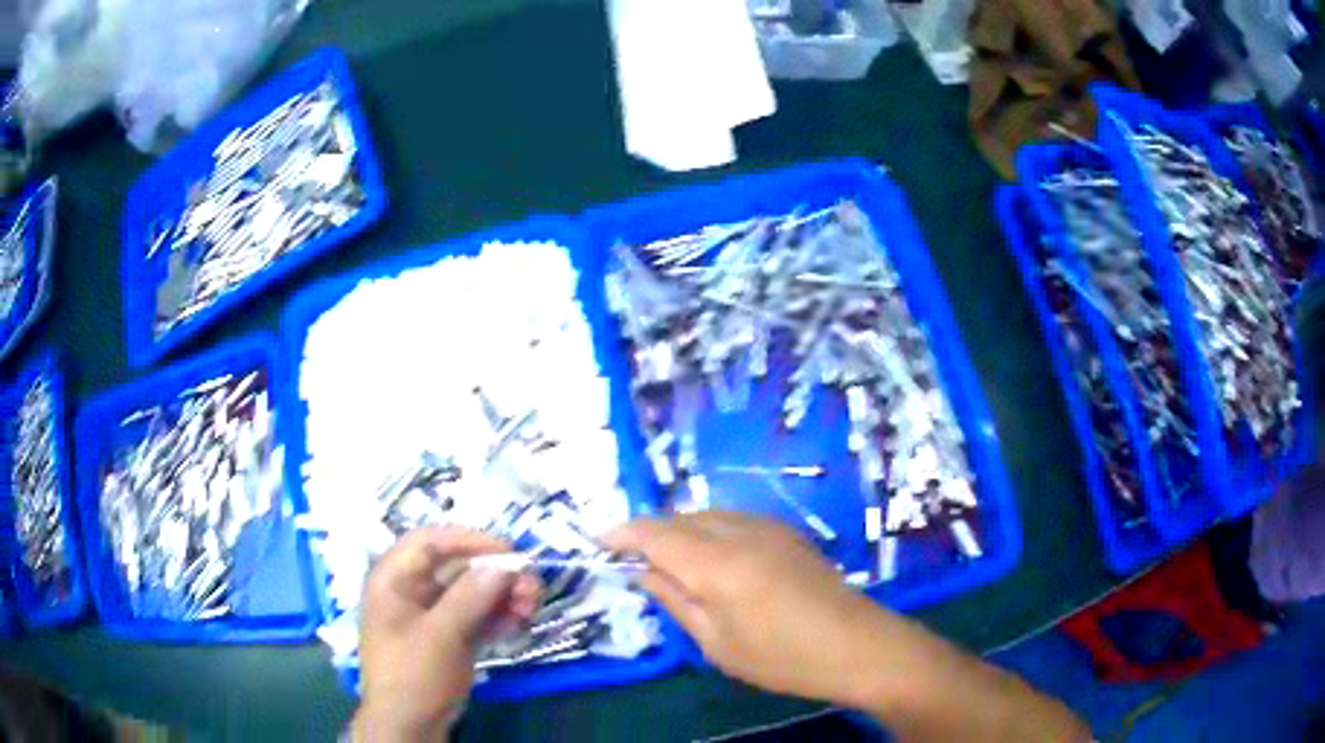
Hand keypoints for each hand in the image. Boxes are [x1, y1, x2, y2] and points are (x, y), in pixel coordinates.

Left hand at [352, 526, 540, 741]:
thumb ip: (470, 597)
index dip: (470, 540)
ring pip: (471, 592)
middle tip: (531, 588)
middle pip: (457, 567)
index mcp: (394, 579)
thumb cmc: (412, 675)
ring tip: (530, 608)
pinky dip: (497, 616)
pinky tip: (519, 623)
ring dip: (503, 595)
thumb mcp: (440, 635)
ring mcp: (431, 614)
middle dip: (496, 574)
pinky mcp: (449, 636)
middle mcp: (412, 590)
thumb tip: (505, 564)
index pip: (430, 542)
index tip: (509, 551)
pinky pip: (476, 615)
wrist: (409, 725)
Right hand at [604, 511, 897, 705]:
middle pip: (680, 518)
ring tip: (666, 560)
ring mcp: (768, 527)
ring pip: (707, 515)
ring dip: (679, 530)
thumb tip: (644, 572)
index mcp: (716, 562)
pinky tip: (710, 558)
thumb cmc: (781, 656)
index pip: (655, 533)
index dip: (622, 533)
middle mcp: (740, 531)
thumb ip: (676, 599)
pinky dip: (708, 531)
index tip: (598, 541)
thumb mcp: (716, 641)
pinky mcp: (786, 532)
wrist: (857, 645)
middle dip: (650, 532)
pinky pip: (732, 520)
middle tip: (630, 559)